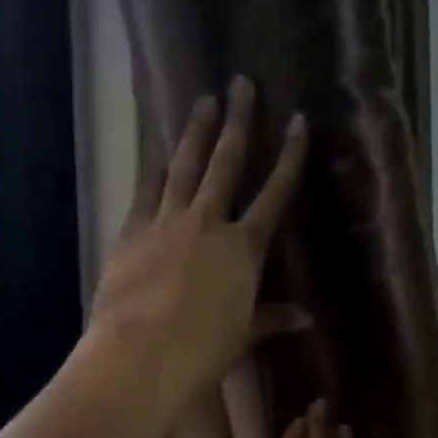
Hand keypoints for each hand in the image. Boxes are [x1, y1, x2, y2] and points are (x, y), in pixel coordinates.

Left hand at [87, 76, 307, 411]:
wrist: (142, 354)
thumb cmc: (202, 351)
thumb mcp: (243, 335)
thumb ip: (271, 318)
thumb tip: (305, 318)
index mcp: (244, 248)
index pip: (275, 193)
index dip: (289, 156)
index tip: (298, 120)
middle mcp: (208, 223)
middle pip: (226, 163)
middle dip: (238, 121)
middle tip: (241, 83)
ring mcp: (166, 222)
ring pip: (184, 166)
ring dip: (195, 132)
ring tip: (203, 102)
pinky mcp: (132, 232)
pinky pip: (146, 192)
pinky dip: (154, 170)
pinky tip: (157, 152)